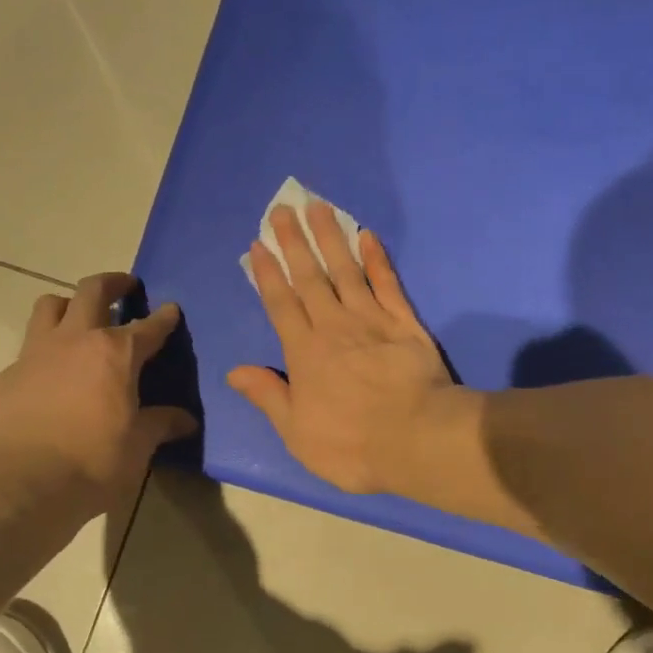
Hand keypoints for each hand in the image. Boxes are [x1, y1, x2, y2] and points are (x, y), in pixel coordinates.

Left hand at [0, 273, 197, 517]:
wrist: (28, 484)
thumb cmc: (96, 462)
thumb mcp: (140, 445)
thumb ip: (161, 423)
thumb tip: (186, 420)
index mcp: (116, 354)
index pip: (148, 326)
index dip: (164, 317)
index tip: (171, 310)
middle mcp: (75, 341)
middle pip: (92, 291)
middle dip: (113, 283)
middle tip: (125, 287)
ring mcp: (35, 354)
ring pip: (49, 306)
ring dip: (69, 305)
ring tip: (78, 318)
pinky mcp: (6, 377)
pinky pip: (26, 351)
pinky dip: (43, 354)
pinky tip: (49, 378)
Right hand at [228, 201, 462, 493]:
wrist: (417, 440)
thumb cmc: (351, 445)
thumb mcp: (297, 433)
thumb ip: (268, 396)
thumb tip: (235, 371)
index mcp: (304, 353)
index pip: (281, 304)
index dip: (268, 274)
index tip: (259, 245)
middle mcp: (334, 327)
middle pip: (310, 278)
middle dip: (294, 242)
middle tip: (283, 209)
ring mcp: (372, 321)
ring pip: (346, 271)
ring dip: (331, 238)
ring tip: (318, 207)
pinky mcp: (405, 324)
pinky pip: (388, 284)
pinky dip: (378, 260)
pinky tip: (368, 236)